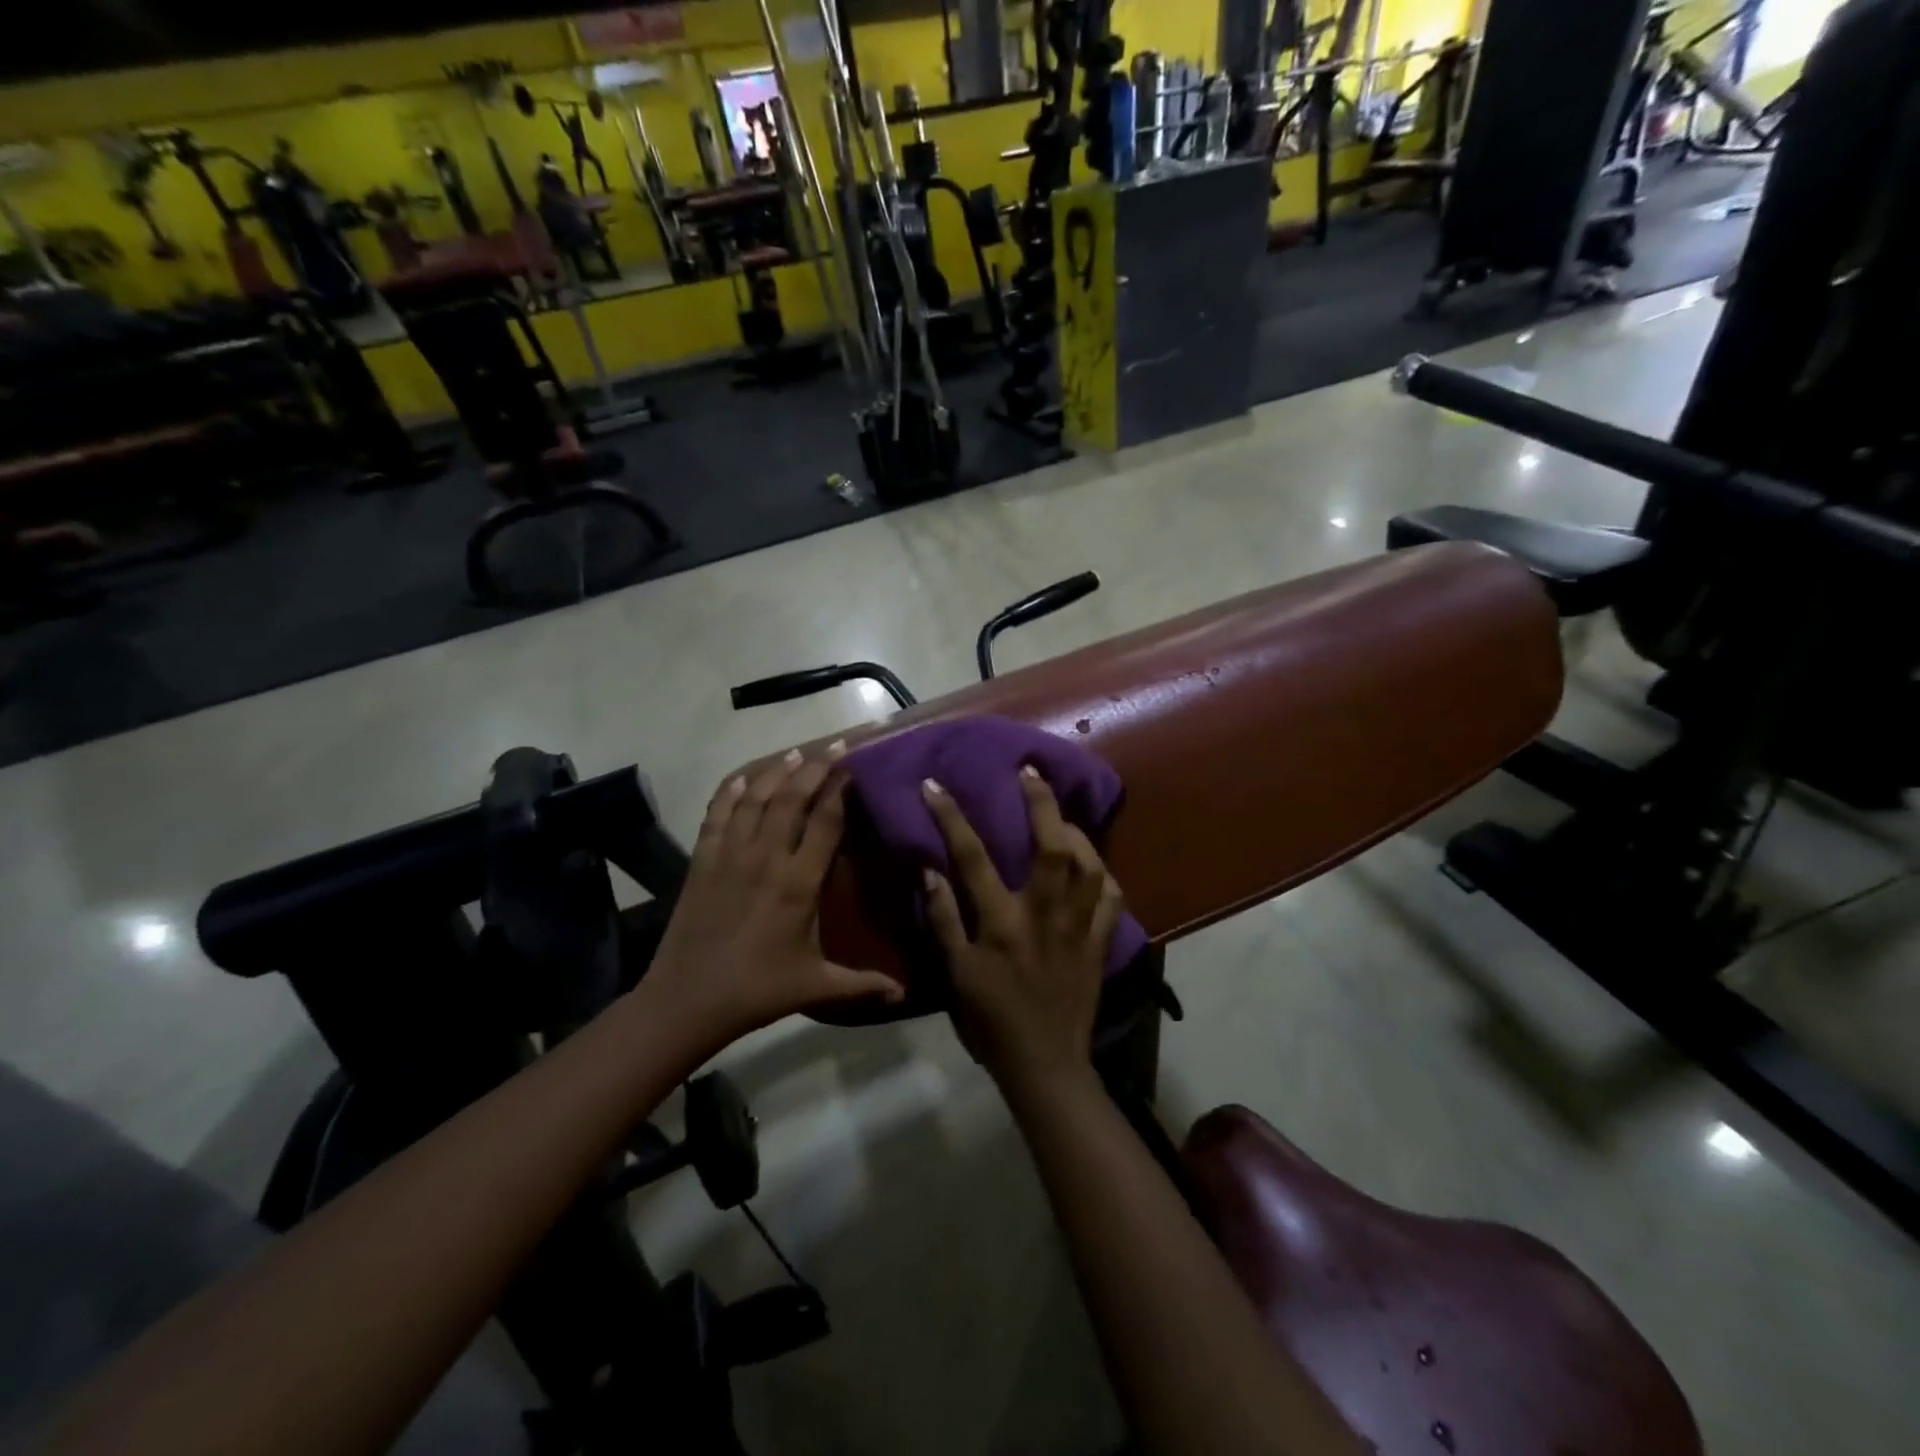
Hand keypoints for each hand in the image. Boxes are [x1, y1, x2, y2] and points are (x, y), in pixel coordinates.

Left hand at [648, 745, 902, 1042]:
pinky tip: (739, 779)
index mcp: (799, 883)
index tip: (853, 769)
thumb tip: (904, 992)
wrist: (688, 999)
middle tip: (833, 746)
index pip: (826, 823)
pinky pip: (717, 817)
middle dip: (814, 768)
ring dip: (776, 773)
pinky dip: (728, 794)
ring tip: (795, 754)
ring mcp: (730, 856)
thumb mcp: (816, 986)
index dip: (840, 791)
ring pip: (755, 800)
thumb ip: (862, 984)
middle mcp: (767, 858)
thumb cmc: (758, 990)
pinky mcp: (702, 862)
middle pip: (792, 799)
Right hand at [921, 767, 1125, 1088]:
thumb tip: (931, 870)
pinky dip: (1104, 873)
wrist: (1044, 1064)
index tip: (936, 785)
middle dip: (1041, 802)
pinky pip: (1112, 898)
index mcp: (1002, 922)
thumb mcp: (955, 974)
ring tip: (1062, 814)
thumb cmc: (991, 1020)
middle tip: (1031, 771)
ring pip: (1090, 865)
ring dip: (1077, 831)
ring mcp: (1078, 927)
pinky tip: (1092, 864)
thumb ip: (944, 919)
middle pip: (1052, 846)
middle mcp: (1044, 914)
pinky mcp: (1099, 943)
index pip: (972, 857)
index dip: (951, 817)